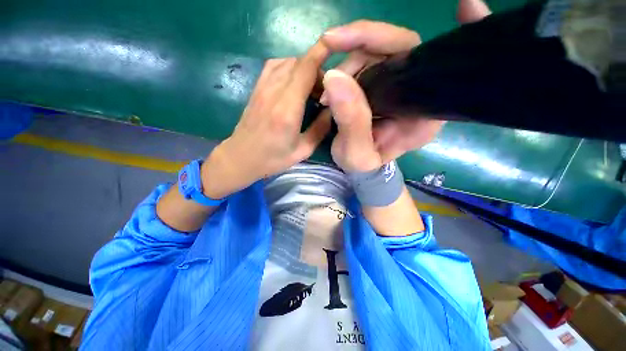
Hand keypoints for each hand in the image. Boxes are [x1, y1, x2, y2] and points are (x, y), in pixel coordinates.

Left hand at [201, 42, 331, 198]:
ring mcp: (262, 87)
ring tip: (310, 89)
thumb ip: (320, 129)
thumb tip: (332, 111)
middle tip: (324, 92)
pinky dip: (289, 68)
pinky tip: (294, 84)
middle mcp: (273, 92)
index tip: (337, 50)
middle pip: (299, 63)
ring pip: (287, 62)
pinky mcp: (256, 88)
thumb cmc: (272, 158)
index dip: (322, 53)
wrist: (241, 157)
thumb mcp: (302, 151)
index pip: (305, 69)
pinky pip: (275, 66)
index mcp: (287, 109)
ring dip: (304, 69)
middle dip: (317, 70)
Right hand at [321, 0, 490, 162]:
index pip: (438, 68)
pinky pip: (370, 58)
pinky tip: (334, 69)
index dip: (451, 38)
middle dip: (364, 44)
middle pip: (402, 50)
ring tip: (329, 87)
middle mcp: (418, 95)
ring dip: (349, 59)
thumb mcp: (356, 154)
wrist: (358, 166)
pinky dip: (351, 56)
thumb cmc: (362, 165)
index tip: (467, 5)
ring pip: (380, 52)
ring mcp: (399, 86)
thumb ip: (351, 122)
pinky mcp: (383, 84)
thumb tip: (334, 78)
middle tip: (331, 56)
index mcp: (424, 115)